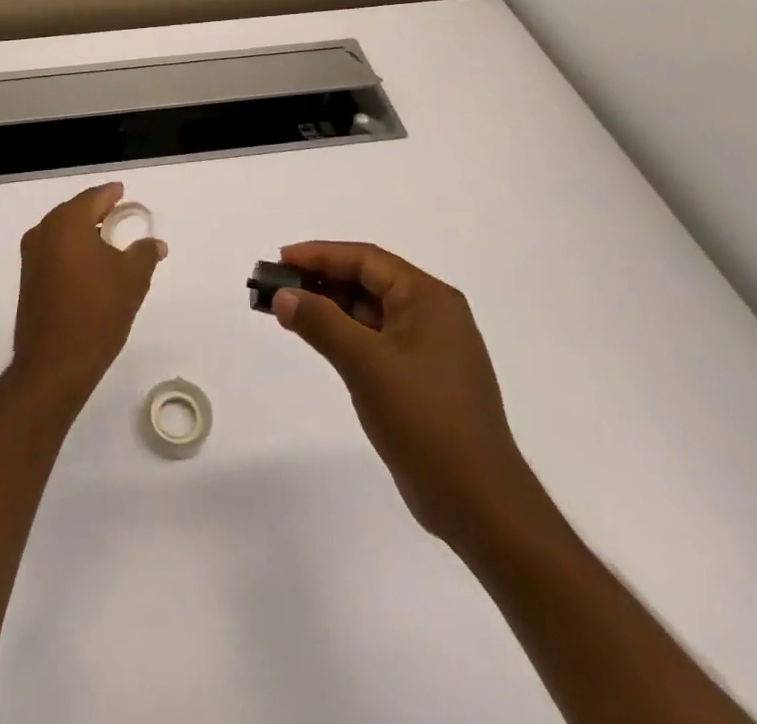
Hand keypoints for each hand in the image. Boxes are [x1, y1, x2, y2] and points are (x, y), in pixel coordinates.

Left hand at [10, 183, 165, 414]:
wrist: (54, 365)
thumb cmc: (97, 313)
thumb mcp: (132, 279)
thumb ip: (145, 253)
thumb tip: (155, 243)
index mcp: (67, 223)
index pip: (93, 197)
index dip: (111, 194)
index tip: (123, 193)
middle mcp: (44, 232)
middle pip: (74, 211)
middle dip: (97, 211)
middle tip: (119, 215)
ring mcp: (32, 256)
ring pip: (61, 231)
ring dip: (84, 232)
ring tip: (108, 241)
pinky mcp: (28, 279)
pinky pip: (54, 250)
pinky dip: (72, 249)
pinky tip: (90, 265)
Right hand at [272, 241, 552, 553]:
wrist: (478, 502)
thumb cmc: (423, 419)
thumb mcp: (365, 363)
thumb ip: (320, 322)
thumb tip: (283, 296)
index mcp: (429, 298)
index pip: (367, 259)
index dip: (320, 255)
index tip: (281, 259)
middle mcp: (434, 314)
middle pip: (369, 281)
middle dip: (322, 280)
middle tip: (278, 286)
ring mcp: (431, 347)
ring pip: (371, 311)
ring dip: (331, 307)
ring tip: (289, 311)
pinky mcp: (424, 378)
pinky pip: (377, 339)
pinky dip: (346, 334)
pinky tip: (320, 340)